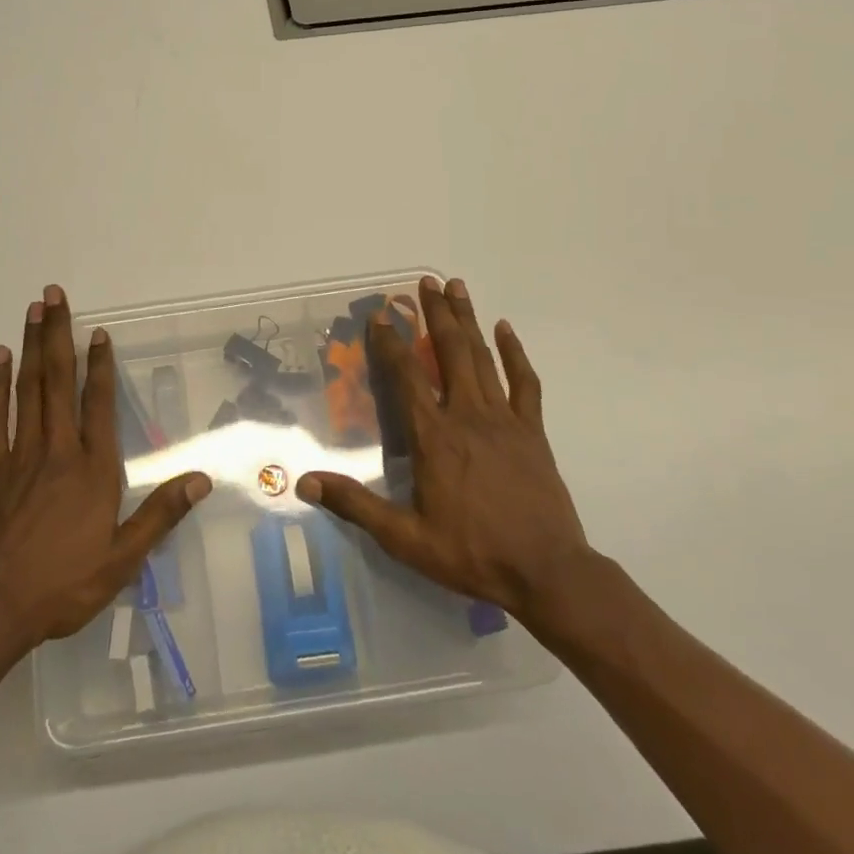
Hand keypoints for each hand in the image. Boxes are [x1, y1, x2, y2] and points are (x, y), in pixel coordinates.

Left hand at [0, 285, 211, 652]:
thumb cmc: (62, 586)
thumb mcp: (122, 560)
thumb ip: (160, 515)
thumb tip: (201, 479)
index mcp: (92, 470)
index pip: (99, 404)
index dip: (100, 365)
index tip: (98, 332)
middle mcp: (57, 450)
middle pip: (58, 381)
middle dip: (58, 335)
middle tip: (55, 294)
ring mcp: (18, 455)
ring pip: (27, 388)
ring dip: (30, 346)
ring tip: (33, 309)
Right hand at [297, 276, 591, 624]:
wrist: (548, 573)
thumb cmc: (472, 553)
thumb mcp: (405, 538)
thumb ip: (356, 505)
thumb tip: (305, 483)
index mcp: (434, 436)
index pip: (406, 377)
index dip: (389, 343)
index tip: (379, 315)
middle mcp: (467, 415)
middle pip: (449, 352)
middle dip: (435, 313)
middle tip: (426, 281)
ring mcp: (504, 419)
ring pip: (483, 357)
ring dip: (467, 320)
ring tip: (457, 287)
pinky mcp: (532, 431)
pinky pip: (524, 382)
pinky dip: (514, 353)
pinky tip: (505, 330)